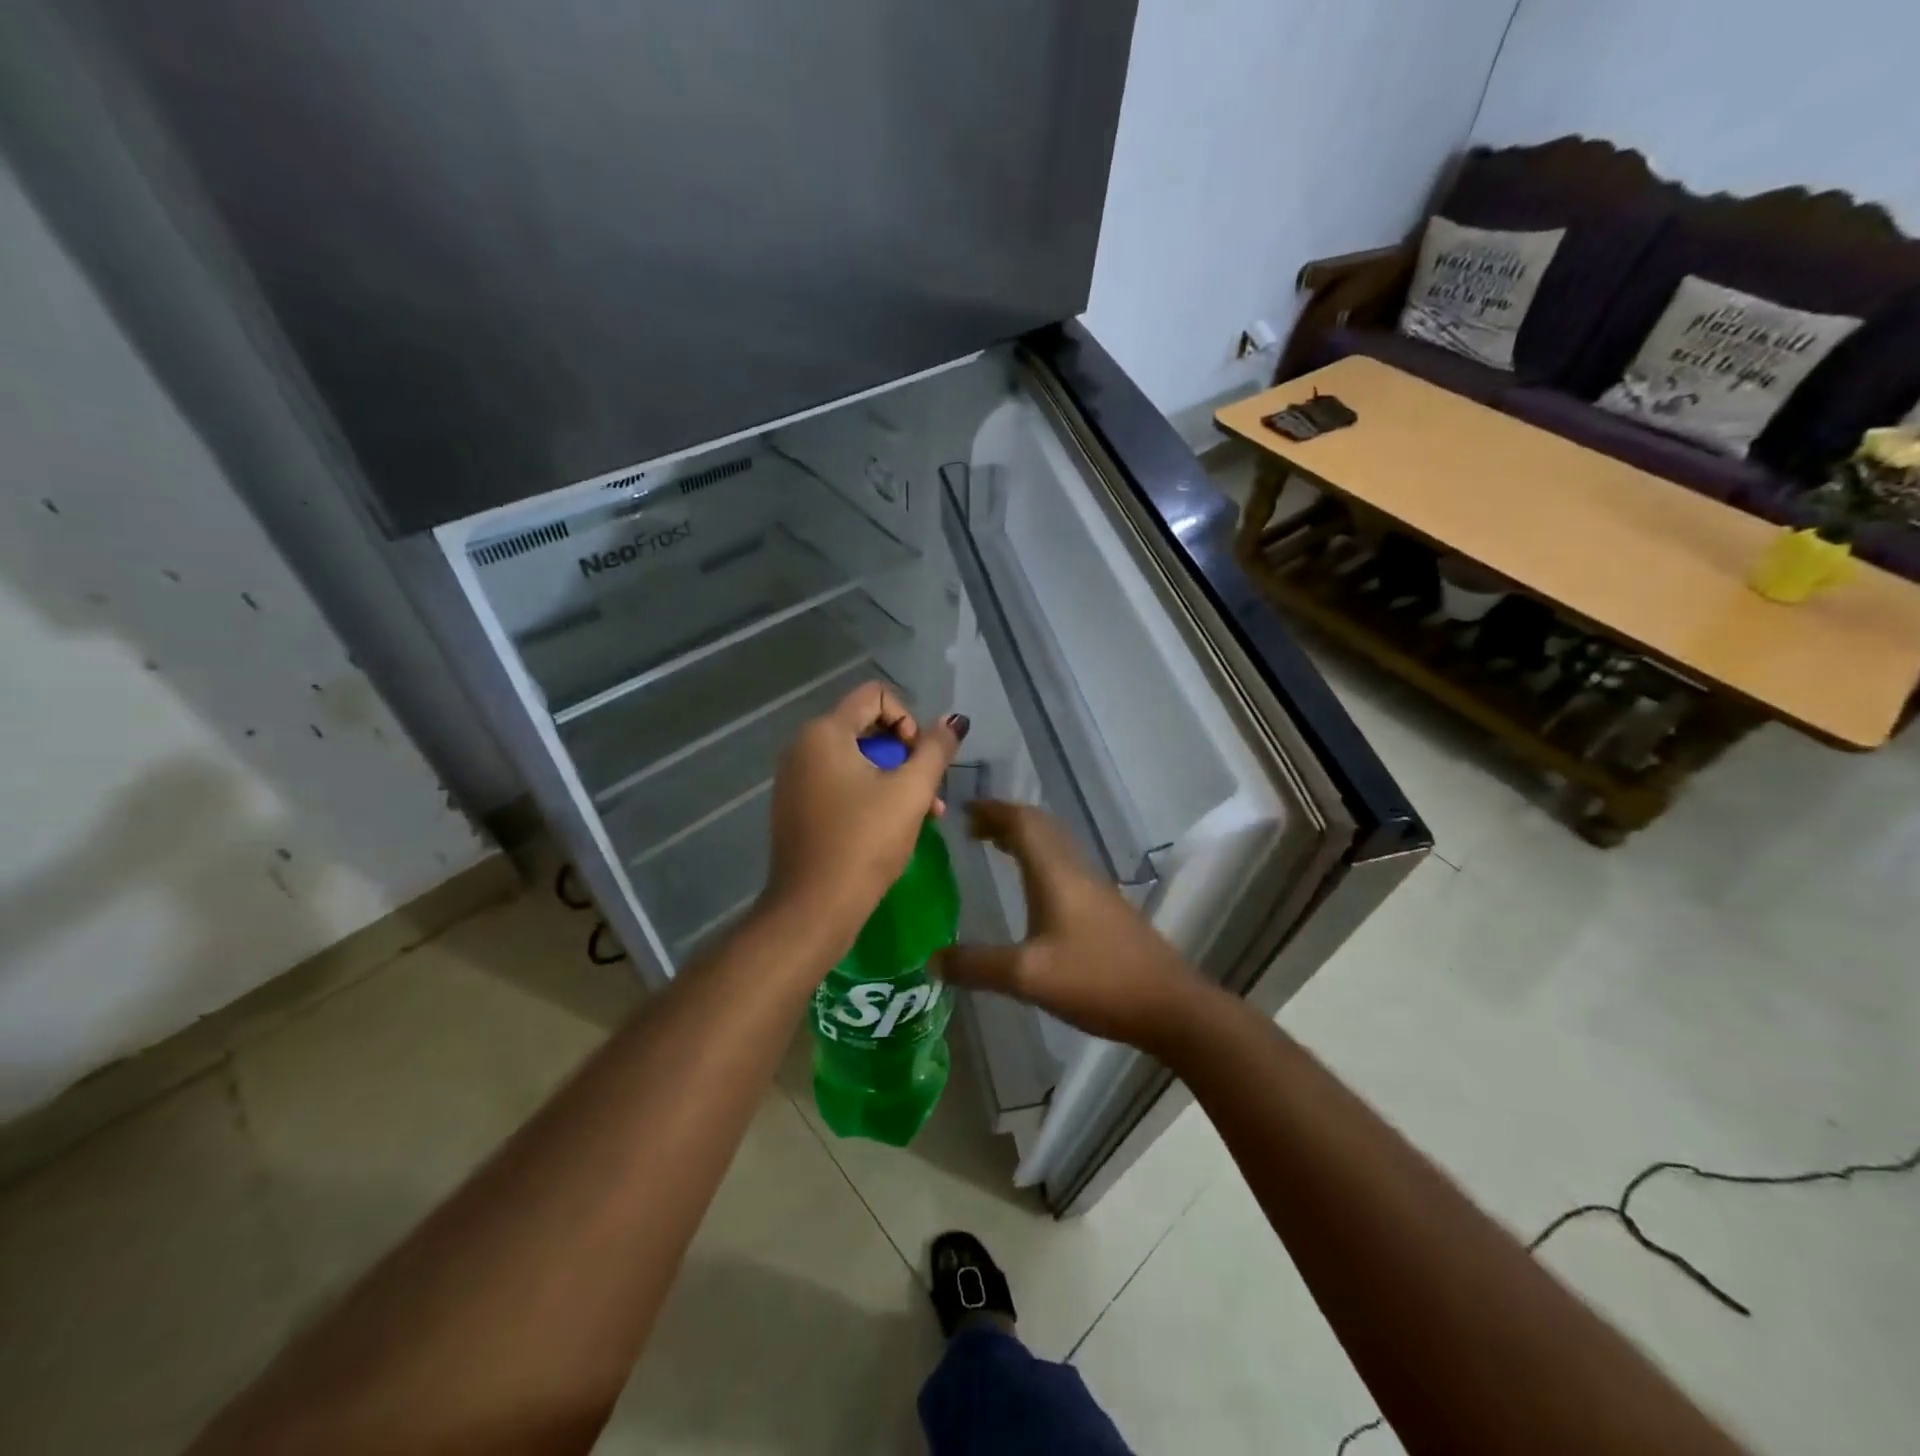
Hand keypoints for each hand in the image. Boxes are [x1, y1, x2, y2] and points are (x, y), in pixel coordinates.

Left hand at [760, 682, 965, 951]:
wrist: (813, 908)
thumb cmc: (864, 842)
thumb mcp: (911, 792)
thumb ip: (935, 750)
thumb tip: (953, 721)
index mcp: (824, 732)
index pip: (875, 695)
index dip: (908, 718)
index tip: (920, 758)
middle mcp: (802, 747)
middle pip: (867, 728)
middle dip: (906, 755)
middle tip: (929, 792)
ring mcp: (795, 779)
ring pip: (857, 760)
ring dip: (894, 779)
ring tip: (925, 815)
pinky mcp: (796, 807)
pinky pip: (839, 783)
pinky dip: (869, 794)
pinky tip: (894, 826)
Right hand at [935, 801, 1212, 1052]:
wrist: (1168, 1005)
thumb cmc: (1096, 981)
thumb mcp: (1027, 977)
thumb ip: (977, 966)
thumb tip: (930, 960)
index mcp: (1056, 873)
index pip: (1022, 822)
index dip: (993, 810)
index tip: (963, 809)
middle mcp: (1076, 870)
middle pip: (1040, 827)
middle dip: (1006, 820)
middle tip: (973, 827)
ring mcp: (1095, 888)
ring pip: (1055, 845)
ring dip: (1025, 838)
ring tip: (996, 847)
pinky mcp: (1106, 909)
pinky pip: (1065, 866)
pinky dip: (1040, 860)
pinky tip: (1033, 889)